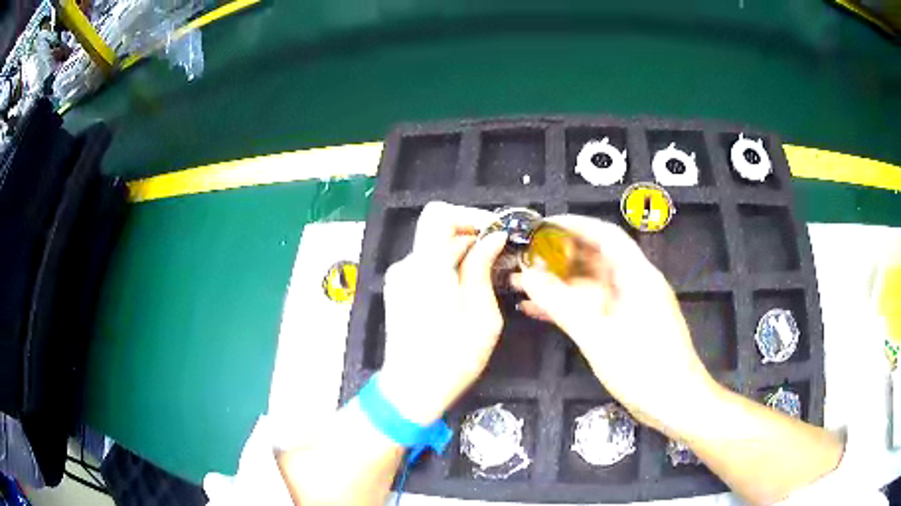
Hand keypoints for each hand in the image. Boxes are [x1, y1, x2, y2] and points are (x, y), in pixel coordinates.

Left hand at [378, 202, 507, 424]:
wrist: (412, 390)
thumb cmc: (452, 359)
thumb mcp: (481, 315)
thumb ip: (482, 269)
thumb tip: (492, 238)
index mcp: (426, 267)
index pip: (440, 215)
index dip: (470, 216)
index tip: (495, 232)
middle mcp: (406, 265)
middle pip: (437, 229)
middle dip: (471, 234)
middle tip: (500, 254)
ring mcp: (399, 277)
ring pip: (433, 247)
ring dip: (461, 251)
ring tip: (488, 273)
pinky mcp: (398, 290)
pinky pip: (426, 265)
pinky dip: (448, 266)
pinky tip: (466, 287)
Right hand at [513, 215, 720, 434]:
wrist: (676, 403)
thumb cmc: (643, 369)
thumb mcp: (598, 337)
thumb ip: (562, 305)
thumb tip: (528, 277)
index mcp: (637, 276)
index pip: (605, 235)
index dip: (573, 225)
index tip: (541, 226)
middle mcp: (636, 284)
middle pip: (596, 259)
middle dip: (559, 258)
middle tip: (524, 260)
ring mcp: (633, 306)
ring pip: (591, 286)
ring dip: (560, 285)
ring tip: (523, 286)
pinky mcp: (628, 326)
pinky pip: (595, 307)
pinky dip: (570, 307)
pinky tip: (541, 312)